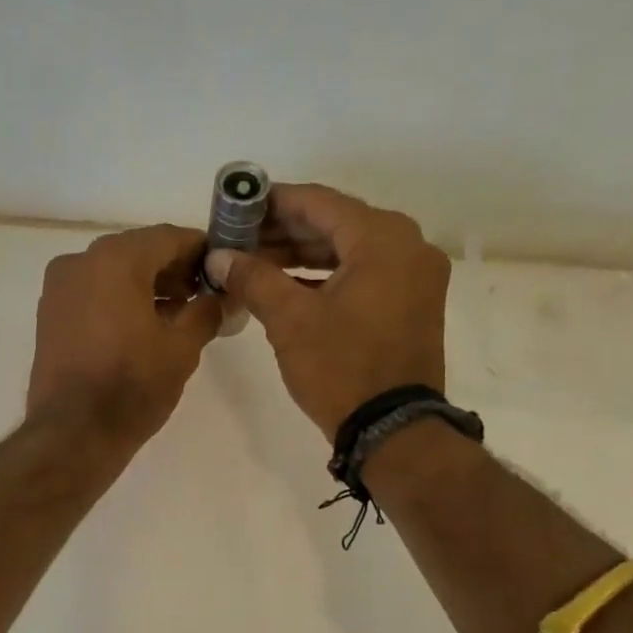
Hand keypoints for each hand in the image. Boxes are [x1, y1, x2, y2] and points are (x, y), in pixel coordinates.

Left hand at [28, 224, 222, 446]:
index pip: (167, 237)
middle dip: (173, 269)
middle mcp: (80, 261)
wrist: (73, 434)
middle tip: (203, 294)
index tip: (221, 267)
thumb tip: (220, 297)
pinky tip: (143, 327)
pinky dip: (119, 300)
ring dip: (147, 286)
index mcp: (115, 259)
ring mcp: (59, 288)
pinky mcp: (49, 315)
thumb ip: (206, 311)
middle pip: (137, 252)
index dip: (199, 250)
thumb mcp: (182, 348)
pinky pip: (92, 294)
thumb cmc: (132, 386)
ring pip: (112, 273)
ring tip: (178, 315)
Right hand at [204, 184, 450, 439]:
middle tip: (238, 239)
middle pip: (335, 224)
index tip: (235, 207)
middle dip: (284, 231)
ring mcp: (414, 276)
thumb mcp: (290, 320)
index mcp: (383, 238)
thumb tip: (218, 256)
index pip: (318, 202)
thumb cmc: (341, 368)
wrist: (393, 430)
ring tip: (254, 263)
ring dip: (302, 255)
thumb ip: (253, 278)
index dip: (272, 202)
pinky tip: (287, 285)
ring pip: (349, 250)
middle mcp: (407, 245)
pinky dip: (326, 276)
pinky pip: (363, 274)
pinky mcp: (411, 303)